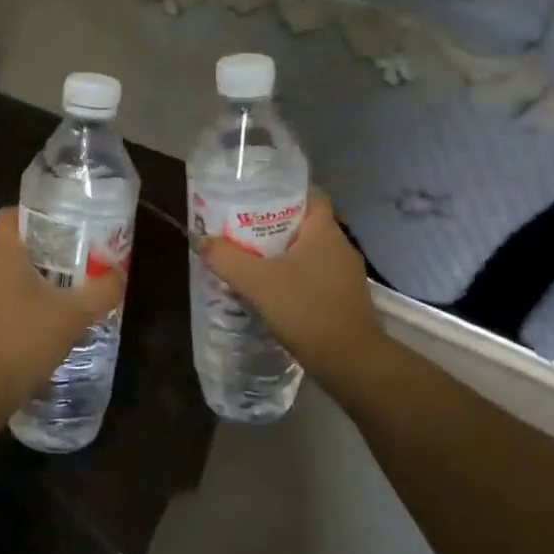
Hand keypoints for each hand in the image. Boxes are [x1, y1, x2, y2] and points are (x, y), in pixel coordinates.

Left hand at [0, 209, 125, 413]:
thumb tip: (118, 274)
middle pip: (11, 252)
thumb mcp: (74, 314)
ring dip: (30, 290)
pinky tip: (39, 335)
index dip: (30, 216)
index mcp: (3, 258)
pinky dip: (17, 315)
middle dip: (41, 259)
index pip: (8, 217)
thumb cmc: (26, 340)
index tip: (57, 228)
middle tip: (73, 270)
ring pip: (5, 283)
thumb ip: (101, 291)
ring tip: (60, 306)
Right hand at [199, 190, 380, 376]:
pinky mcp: (343, 299)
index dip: (281, 191)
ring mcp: (345, 275)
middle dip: (271, 225)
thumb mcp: (257, 282)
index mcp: (325, 231)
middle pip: (302, 224)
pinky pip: (312, 277)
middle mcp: (340, 246)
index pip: (308, 194)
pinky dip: (291, 278)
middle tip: (239, 231)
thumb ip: (226, 259)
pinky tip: (269, 292)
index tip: (253, 198)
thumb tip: (202, 240)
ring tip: (248, 261)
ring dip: (279, 255)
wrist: (350, 362)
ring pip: (307, 253)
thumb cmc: (306, 310)